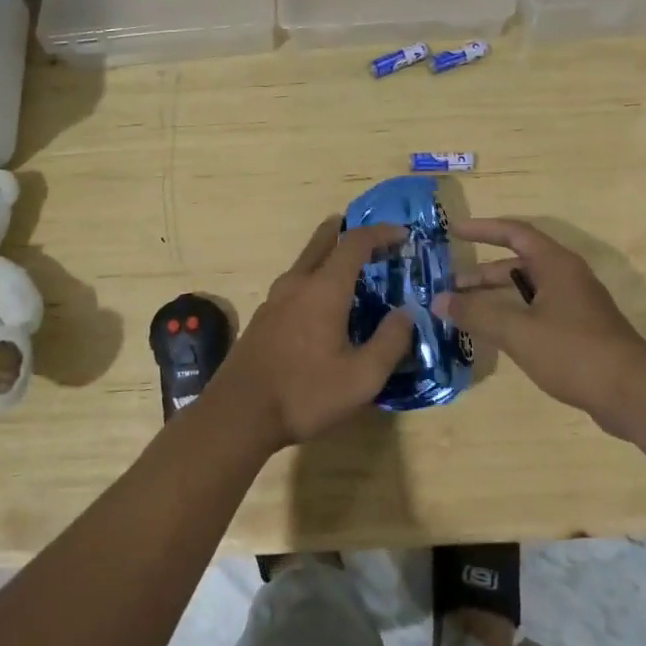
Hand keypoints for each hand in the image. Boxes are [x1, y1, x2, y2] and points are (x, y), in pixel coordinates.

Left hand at [206, 218, 414, 450]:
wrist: (238, 415)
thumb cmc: (305, 394)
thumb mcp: (362, 378)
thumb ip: (390, 342)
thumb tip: (407, 313)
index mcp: (324, 289)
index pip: (355, 243)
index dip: (381, 233)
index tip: (402, 235)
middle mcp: (297, 284)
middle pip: (322, 241)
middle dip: (347, 230)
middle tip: (370, 235)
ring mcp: (274, 299)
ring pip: (305, 262)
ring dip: (328, 255)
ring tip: (350, 269)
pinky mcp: (263, 318)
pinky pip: (294, 283)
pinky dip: (314, 278)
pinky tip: (322, 304)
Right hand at [431, 218, 645, 438]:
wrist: (633, 394)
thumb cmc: (573, 351)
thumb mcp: (518, 330)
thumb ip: (477, 313)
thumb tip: (439, 300)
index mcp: (556, 264)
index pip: (515, 233)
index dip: (484, 229)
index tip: (454, 231)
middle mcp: (567, 278)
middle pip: (519, 264)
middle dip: (483, 273)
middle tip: (451, 285)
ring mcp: (576, 305)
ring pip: (528, 291)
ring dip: (496, 297)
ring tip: (466, 312)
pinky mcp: (580, 332)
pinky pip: (538, 312)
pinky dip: (513, 316)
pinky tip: (496, 336)